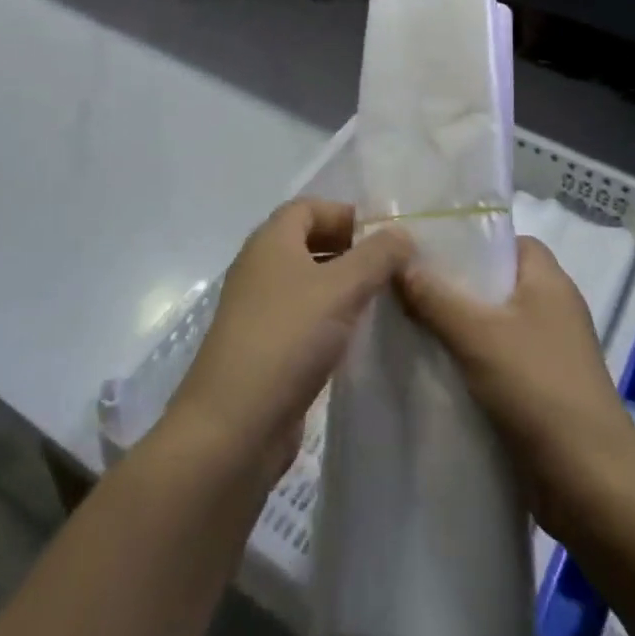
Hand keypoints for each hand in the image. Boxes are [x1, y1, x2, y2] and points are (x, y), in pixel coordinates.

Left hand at [167, 200, 411, 485]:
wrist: (232, 428)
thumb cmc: (287, 340)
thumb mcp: (343, 289)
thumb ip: (378, 256)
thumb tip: (402, 233)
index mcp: (270, 242)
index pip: (308, 207)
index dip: (344, 213)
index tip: (382, 236)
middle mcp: (259, 269)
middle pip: (307, 242)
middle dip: (348, 249)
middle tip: (388, 268)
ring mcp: (258, 311)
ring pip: (306, 283)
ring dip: (341, 286)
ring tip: (380, 301)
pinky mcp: (262, 350)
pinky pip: (301, 319)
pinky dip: (328, 319)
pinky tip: (355, 339)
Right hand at [398, 235, 634, 536]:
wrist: (591, 486)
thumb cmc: (539, 390)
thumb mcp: (478, 336)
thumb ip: (435, 297)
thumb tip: (397, 260)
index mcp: (548, 279)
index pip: (504, 239)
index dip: (467, 238)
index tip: (422, 246)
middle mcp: (551, 307)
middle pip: (494, 281)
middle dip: (451, 284)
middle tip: (402, 284)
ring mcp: (547, 350)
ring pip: (491, 323)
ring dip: (455, 326)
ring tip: (405, 323)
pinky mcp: (540, 390)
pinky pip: (495, 360)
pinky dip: (467, 360)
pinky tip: (430, 368)